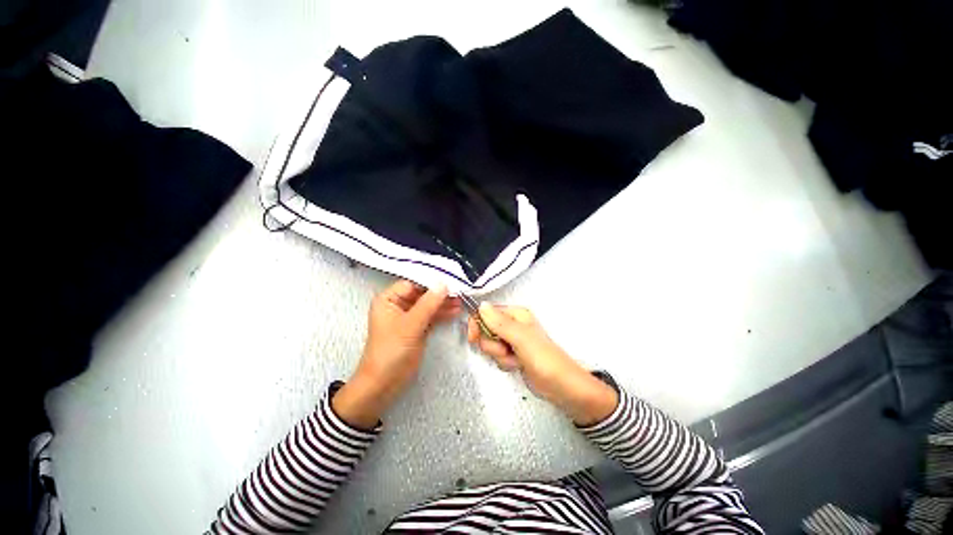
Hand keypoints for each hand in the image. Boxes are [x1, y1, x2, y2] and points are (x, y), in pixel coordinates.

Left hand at [333, 280, 460, 428]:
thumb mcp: (410, 325)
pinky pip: (431, 316)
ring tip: (461, 300)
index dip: (430, 281)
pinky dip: (442, 314)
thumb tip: (443, 284)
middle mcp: (398, 305)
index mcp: (389, 299)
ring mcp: (409, 317)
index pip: (412, 283)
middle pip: (422, 293)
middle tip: (459, 290)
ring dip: (443, 303)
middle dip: (439, 293)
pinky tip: (455, 310)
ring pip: (428, 305)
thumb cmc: (391, 350)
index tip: (449, 279)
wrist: (384, 383)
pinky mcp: (417, 328)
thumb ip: (428, 304)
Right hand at [467, 304, 617, 425]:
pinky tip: (517, 365)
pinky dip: (504, 362)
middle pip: (486, 329)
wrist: (561, 387)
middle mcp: (513, 325)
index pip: (486, 312)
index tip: (474, 337)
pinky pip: (497, 355)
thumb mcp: (521, 339)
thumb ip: (500, 323)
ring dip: (499, 355)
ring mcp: (513, 340)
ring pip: (490, 344)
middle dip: (492, 344)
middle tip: (505, 349)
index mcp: (516, 314)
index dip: (478, 324)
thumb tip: (481, 306)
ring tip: (515, 359)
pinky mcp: (513, 354)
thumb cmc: (545, 359)